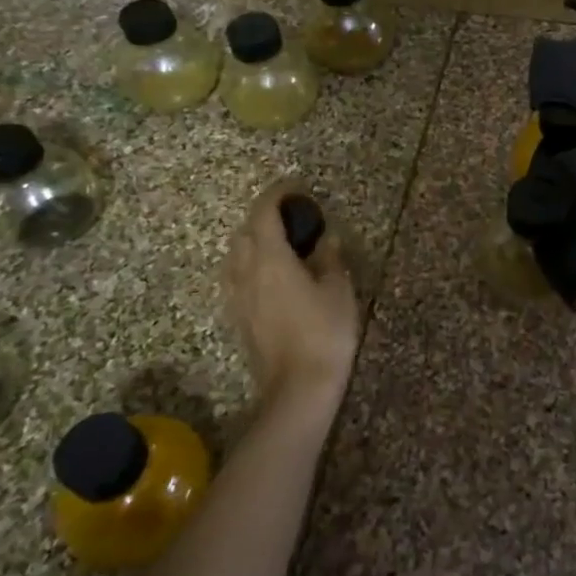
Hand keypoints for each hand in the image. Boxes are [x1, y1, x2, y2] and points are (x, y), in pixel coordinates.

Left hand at [223, 182, 359, 413]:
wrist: (298, 387)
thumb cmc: (324, 332)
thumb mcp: (338, 290)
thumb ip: (330, 259)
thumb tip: (325, 239)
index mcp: (271, 259)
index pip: (265, 214)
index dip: (277, 196)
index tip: (294, 188)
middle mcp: (247, 272)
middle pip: (245, 233)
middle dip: (264, 217)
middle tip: (292, 216)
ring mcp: (238, 297)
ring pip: (237, 255)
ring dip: (254, 241)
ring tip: (280, 243)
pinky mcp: (239, 317)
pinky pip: (238, 277)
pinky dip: (251, 264)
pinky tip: (271, 274)